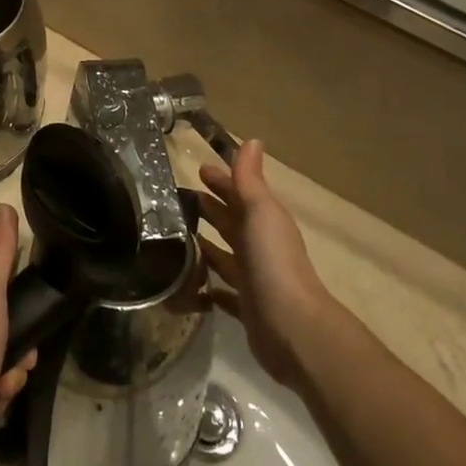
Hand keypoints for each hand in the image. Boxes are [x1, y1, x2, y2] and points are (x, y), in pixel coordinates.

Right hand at [197, 140, 338, 387]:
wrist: (291, 326)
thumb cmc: (273, 261)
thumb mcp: (261, 212)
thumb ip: (250, 179)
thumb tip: (253, 140)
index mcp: (264, 222)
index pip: (239, 194)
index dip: (222, 182)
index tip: (198, 170)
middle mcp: (260, 247)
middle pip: (232, 223)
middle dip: (211, 209)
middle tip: (178, 199)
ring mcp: (253, 278)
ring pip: (225, 256)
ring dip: (206, 245)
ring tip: (174, 238)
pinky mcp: (246, 307)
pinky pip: (222, 293)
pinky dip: (208, 286)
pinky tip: (190, 283)